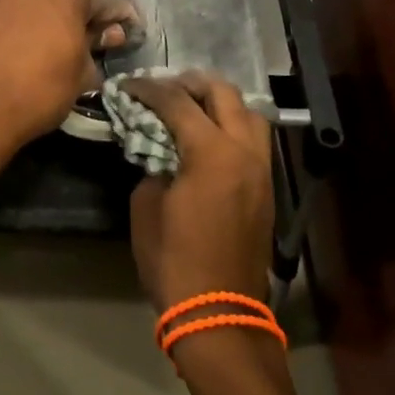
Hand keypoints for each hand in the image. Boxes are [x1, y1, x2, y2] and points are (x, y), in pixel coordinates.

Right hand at [125, 72, 273, 312]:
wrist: (219, 311)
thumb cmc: (174, 259)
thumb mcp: (146, 206)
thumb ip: (153, 166)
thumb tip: (161, 153)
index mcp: (212, 152)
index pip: (177, 101)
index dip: (148, 88)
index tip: (127, 85)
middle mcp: (244, 151)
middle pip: (223, 93)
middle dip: (190, 83)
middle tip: (163, 87)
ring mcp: (262, 169)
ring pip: (249, 113)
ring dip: (220, 102)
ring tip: (192, 108)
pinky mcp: (267, 188)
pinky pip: (254, 140)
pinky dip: (232, 126)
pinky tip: (208, 138)